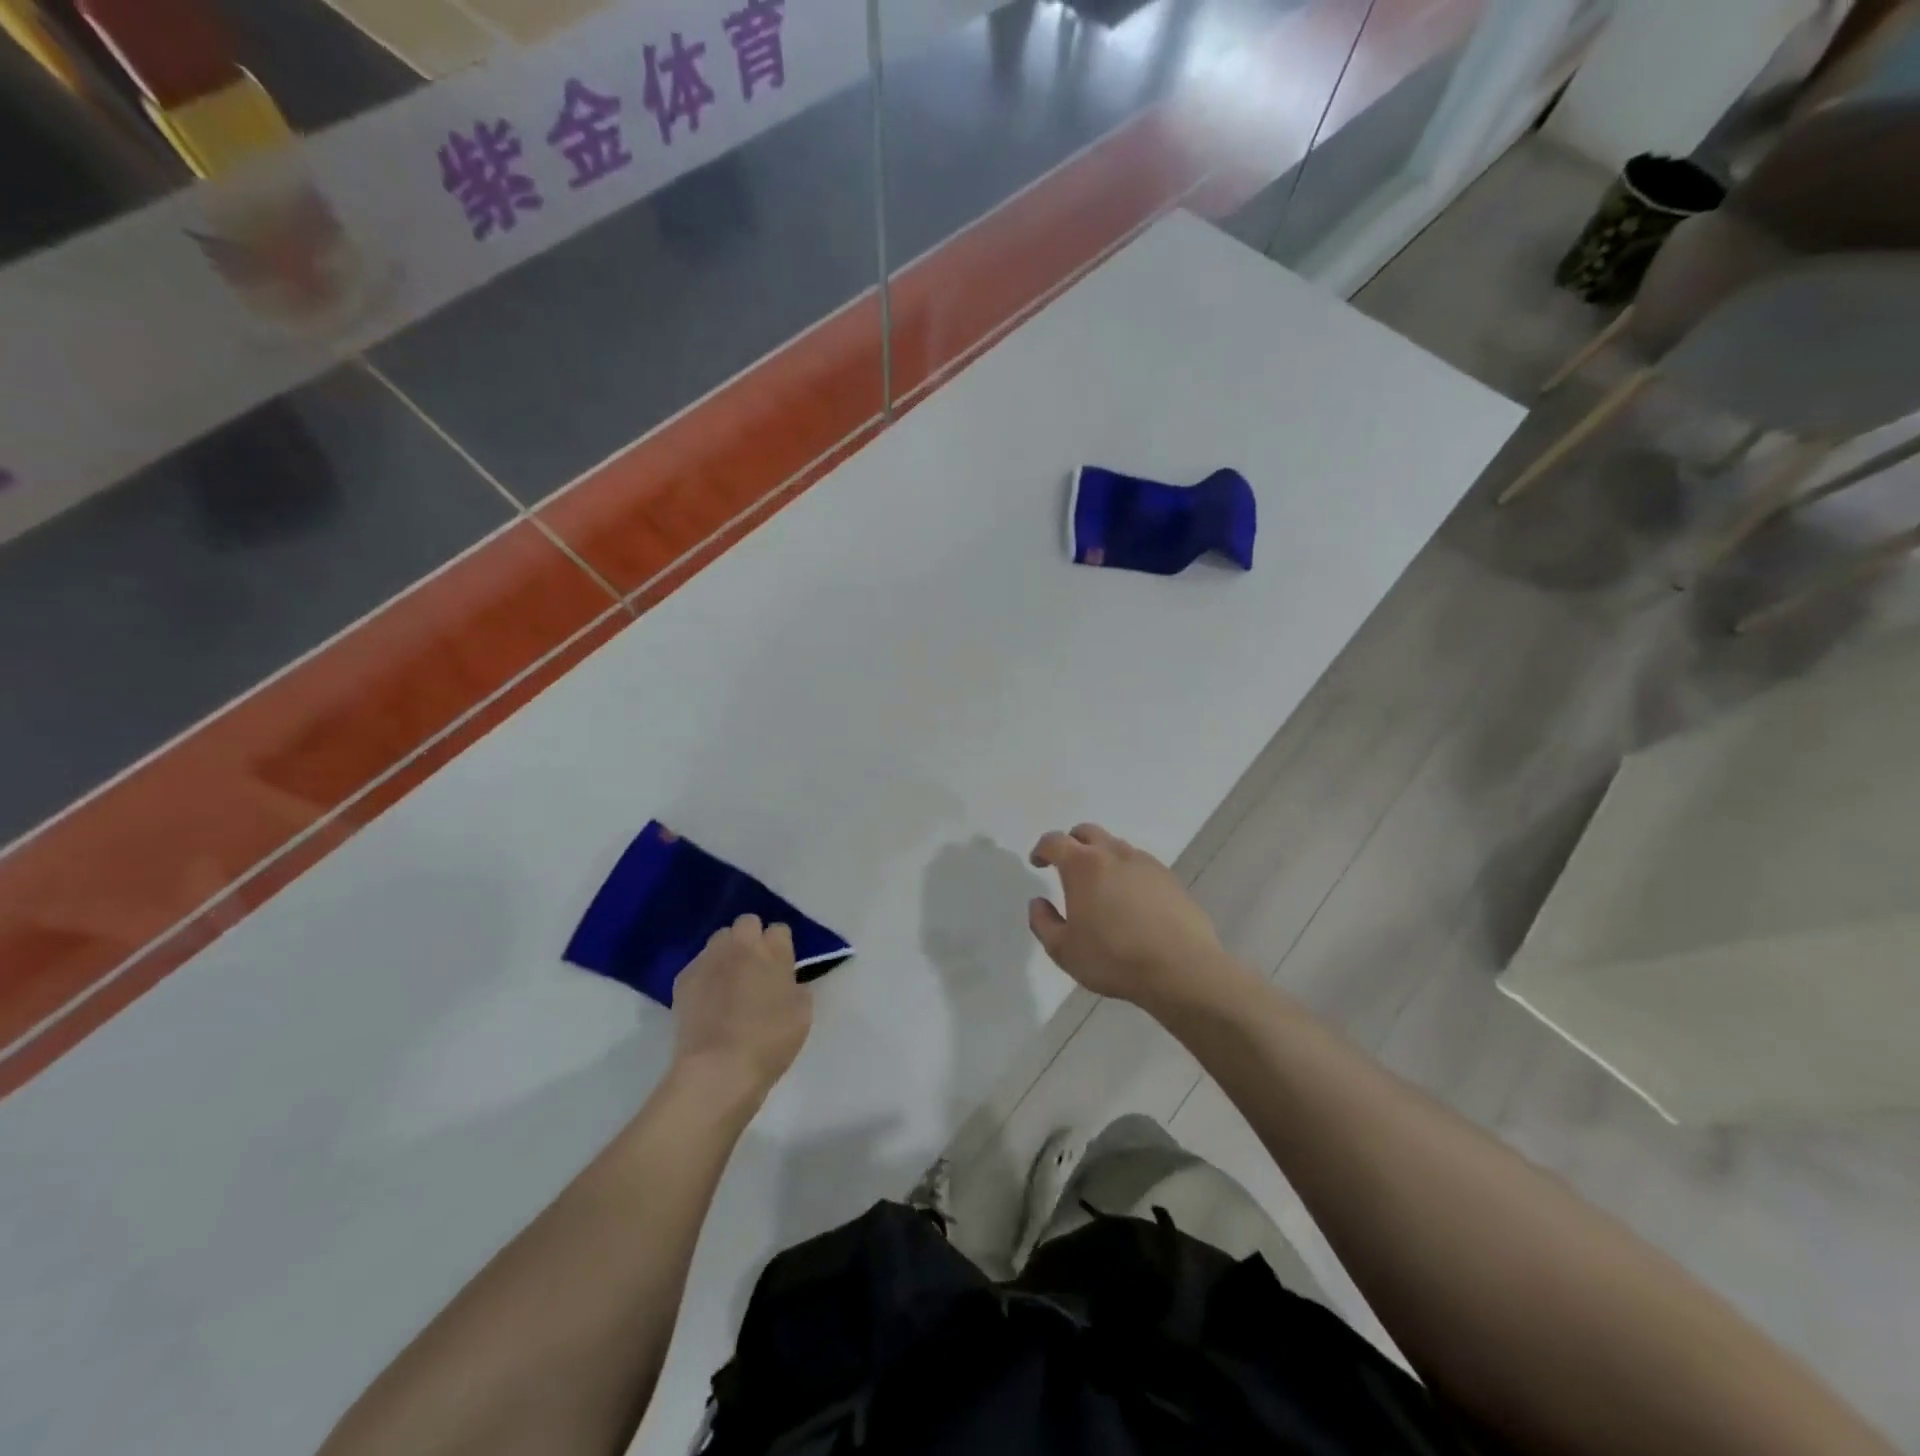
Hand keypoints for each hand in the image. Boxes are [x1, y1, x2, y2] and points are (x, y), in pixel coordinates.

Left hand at [672, 914, 812, 1099]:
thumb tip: (787, 982)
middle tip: (755, 967)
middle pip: (746, 923)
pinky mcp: (683, 979)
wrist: (718, 1069)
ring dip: (727, 953)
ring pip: (719, 940)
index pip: (779, 929)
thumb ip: (795, 987)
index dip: (781, 946)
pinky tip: (708, 1000)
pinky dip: (706, 975)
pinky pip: (699, 965)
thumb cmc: (769, 1041)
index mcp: (773, 951)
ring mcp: (709, 959)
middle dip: (751, 938)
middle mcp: (740, 946)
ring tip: (729, 981)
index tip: (782, 965)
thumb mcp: (802, 1013)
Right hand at [1027, 824, 1227, 1008]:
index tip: (1038, 862)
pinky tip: (1130, 900)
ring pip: (1116, 846)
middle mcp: (1114, 854)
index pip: (1055, 841)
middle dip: (1072, 843)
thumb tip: (1038, 902)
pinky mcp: (1169, 878)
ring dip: (1101, 856)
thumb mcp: (1063, 950)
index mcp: (1082, 865)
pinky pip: (1140, 864)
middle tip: (1066, 865)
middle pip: (1087, 832)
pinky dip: (1127, 872)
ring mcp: (1145, 863)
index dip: (1042, 849)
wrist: (1181, 968)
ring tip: (1099, 885)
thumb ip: (1043, 922)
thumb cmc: (1113, 959)